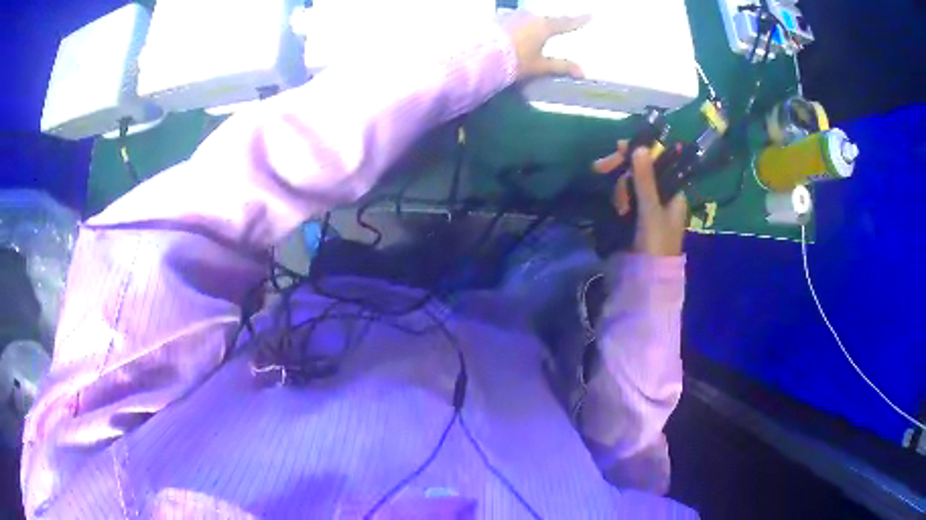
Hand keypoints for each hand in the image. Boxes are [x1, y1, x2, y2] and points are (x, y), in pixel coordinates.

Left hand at [500, 12, 590, 79]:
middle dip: (548, 24)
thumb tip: (583, 72)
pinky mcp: (495, 19)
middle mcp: (528, 16)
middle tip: (553, 30)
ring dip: (529, 26)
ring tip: (528, 38)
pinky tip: (509, 38)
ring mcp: (510, 15)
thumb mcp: (539, 66)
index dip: (579, 20)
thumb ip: (560, 67)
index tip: (591, 14)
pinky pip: (510, 22)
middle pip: (543, 19)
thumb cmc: (514, 62)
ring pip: (525, 19)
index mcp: (543, 26)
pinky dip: (514, 28)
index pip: (565, 22)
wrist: (478, 56)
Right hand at [593, 142, 687, 256]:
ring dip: (620, 189)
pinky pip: (626, 198)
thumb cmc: (657, 244)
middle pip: (641, 171)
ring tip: (619, 207)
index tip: (619, 148)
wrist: (648, 279)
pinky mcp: (636, 217)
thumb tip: (640, 147)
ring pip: (631, 184)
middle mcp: (662, 196)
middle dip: (623, 171)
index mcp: (673, 192)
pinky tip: (617, 209)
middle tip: (599, 167)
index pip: (657, 162)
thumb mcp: (651, 210)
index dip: (640, 152)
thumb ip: (646, 179)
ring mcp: (648, 207)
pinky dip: (619, 200)